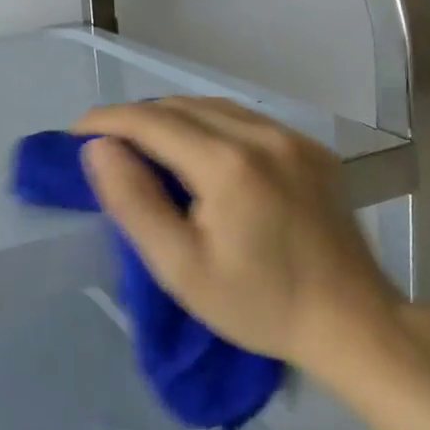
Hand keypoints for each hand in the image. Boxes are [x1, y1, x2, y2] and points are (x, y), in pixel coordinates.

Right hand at [74, 98, 401, 379]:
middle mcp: (261, 135)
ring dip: (169, 118)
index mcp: (227, 163)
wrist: (355, 324)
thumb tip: (98, 148)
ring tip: (144, 145)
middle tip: (104, 145)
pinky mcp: (311, 147)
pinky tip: (197, 150)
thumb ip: (134, 202)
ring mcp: (291, 137)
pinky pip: (243, 118)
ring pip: (210, 106)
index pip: (149, 121)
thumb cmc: (259, 305)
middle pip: (178, 106)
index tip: (74, 133)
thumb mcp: (181, 268)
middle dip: (134, 119)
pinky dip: (206, 124)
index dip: (106, 121)